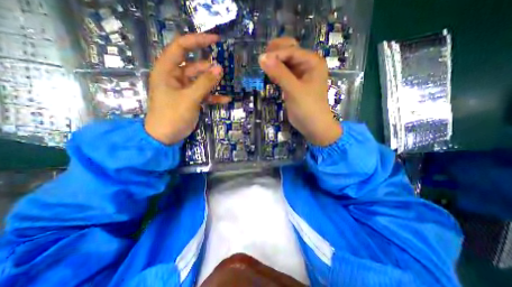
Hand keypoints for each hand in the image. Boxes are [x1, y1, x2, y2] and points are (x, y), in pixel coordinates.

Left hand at [144, 32, 230, 143]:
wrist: (166, 137)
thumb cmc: (172, 115)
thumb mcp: (190, 98)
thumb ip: (205, 83)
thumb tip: (220, 68)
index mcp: (167, 70)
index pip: (181, 47)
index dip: (198, 41)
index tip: (215, 39)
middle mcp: (174, 77)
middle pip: (193, 65)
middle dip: (208, 66)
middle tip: (223, 68)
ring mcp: (183, 89)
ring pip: (200, 80)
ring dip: (212, 81)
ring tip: (224, 81)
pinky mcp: (190, 99)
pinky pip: (203, 94)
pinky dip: (213, 96)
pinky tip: (225, 99)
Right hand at [258, 38, 340, 144]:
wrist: (313, 126)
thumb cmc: (308, 108)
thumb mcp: (294, 90)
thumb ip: (279, 73)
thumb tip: (262, 57)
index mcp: (312, 62)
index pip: (291, 51)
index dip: (276, 54)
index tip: (261, 60)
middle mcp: (307, 65)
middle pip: (289, 52)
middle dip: (276, 53)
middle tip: (262, 60)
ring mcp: (300, 75)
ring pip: (285, 63)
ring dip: (275, 64)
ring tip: (264, 67)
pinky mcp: (294, 84)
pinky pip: (284, 73)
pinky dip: (276, 73)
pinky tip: (270, 76)